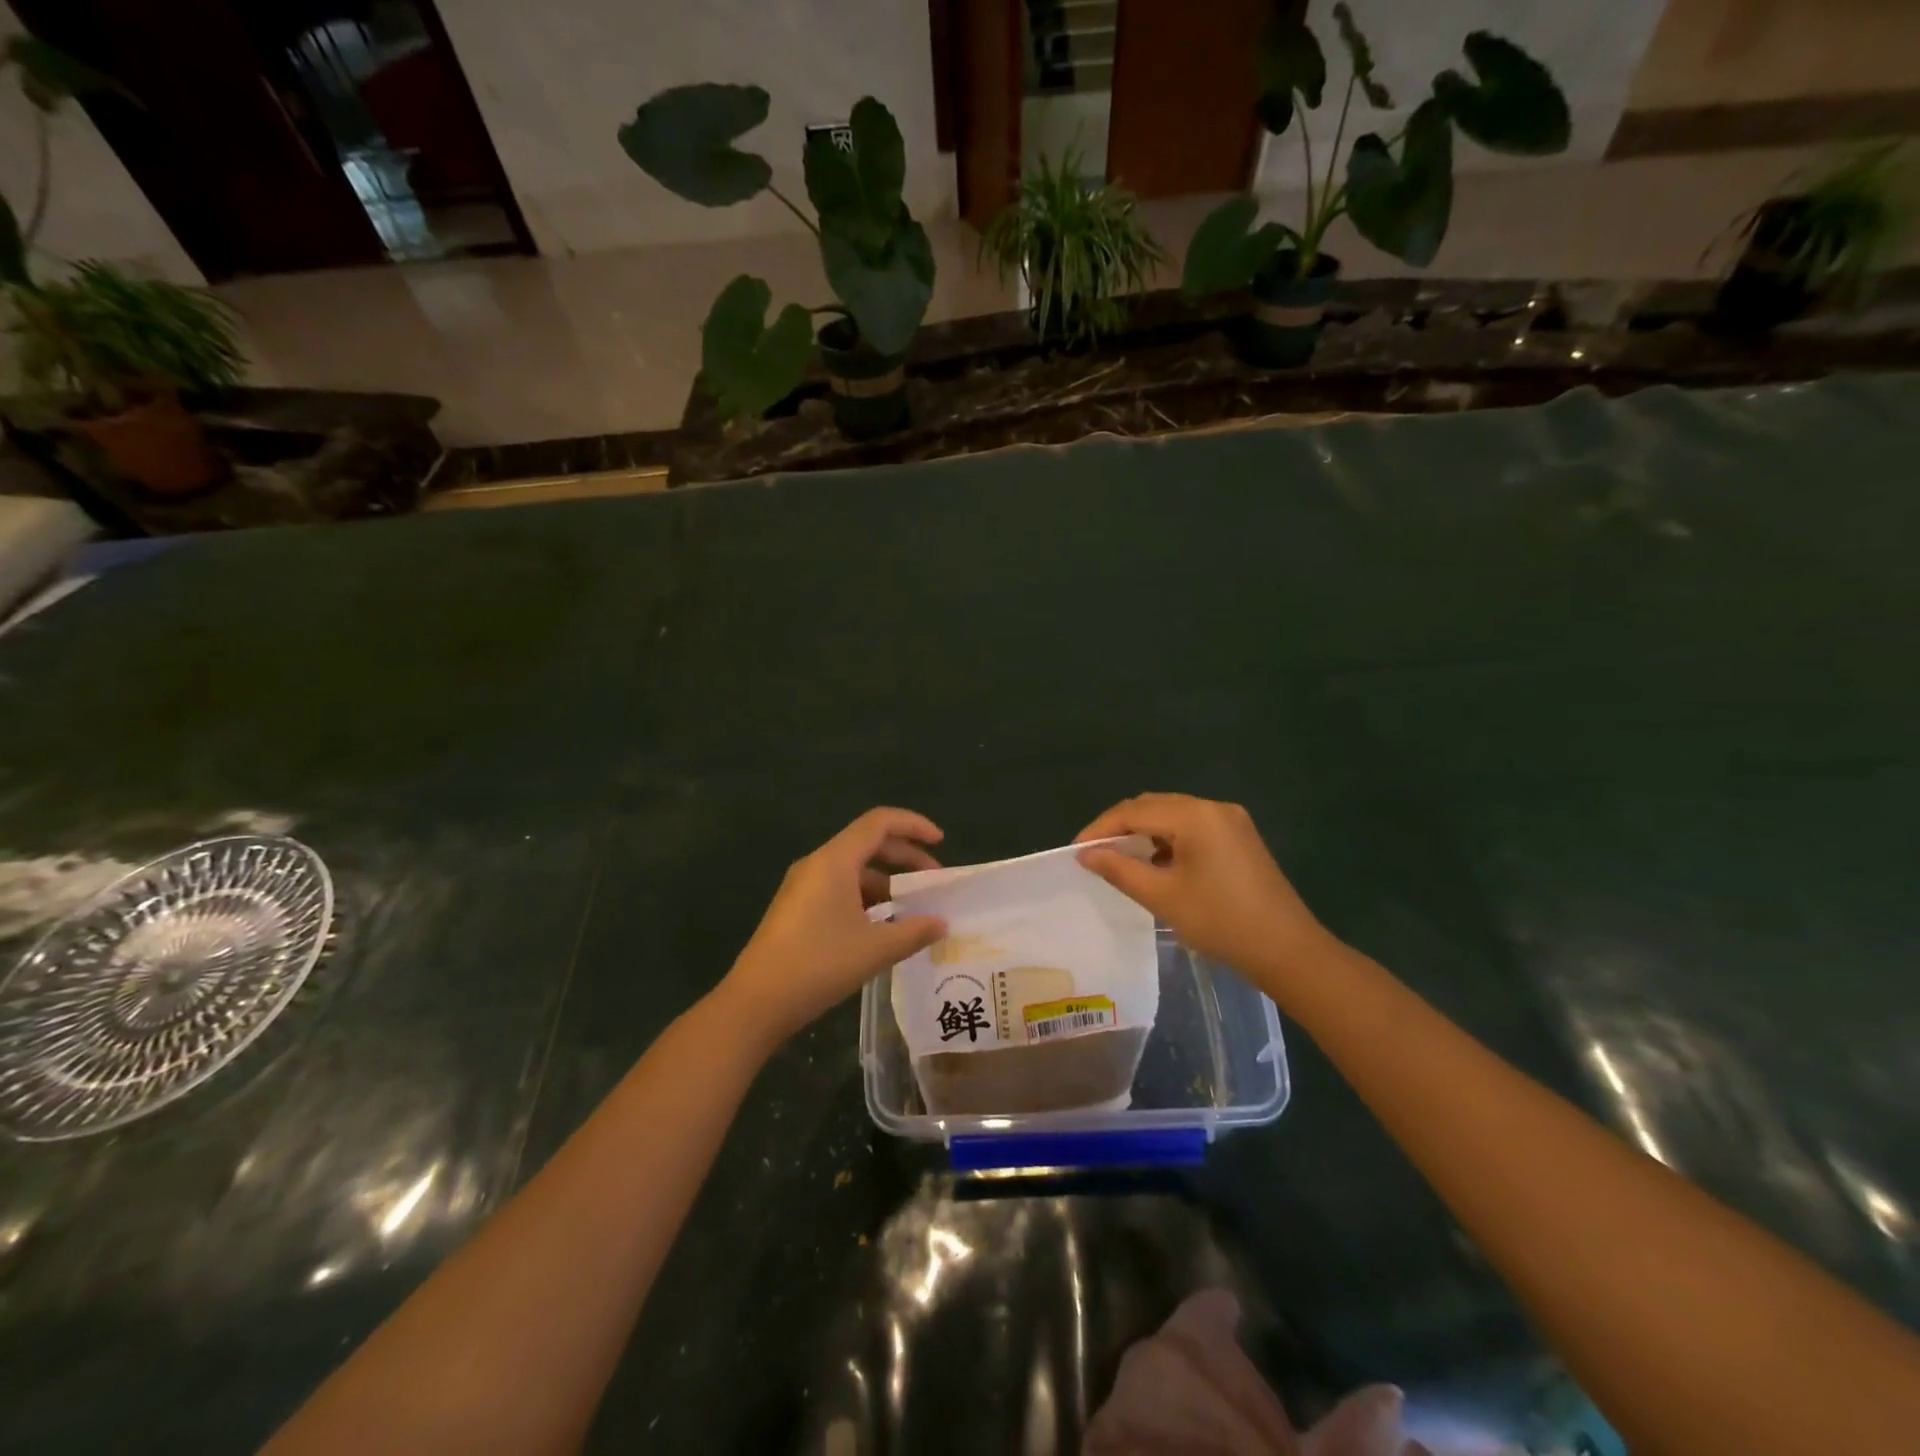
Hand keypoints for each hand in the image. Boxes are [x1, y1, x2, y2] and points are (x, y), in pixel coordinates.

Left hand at [717, 808, 948, 1050]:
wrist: (756, 1002)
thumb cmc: (818, 965)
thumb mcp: (875, 949)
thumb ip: (914, 932)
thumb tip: (942, 924)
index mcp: (835, 860)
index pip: (880, 822)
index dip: (914, 825)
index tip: (941, 842)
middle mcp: (817, 864)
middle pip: (868, 842)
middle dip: (905, 857)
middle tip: (934, 881)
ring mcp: (803, 886)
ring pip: (853, 868)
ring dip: (887, 881)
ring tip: (913, 909)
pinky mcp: (796, 908)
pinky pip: (839, 888)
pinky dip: (866, 897)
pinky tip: (882, 926)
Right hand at [1076, 794, 1330, 983]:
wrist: (1287, 950)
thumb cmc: (1220, 922)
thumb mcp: (1162, 897)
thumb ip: (1119, 869)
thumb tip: (1085, 854)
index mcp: (1195, 816)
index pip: (1134, 811)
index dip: (1101, 828)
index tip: (1076, 850)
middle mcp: (1213, 807)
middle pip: (1153, 806)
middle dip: (1120, 826)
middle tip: (1094, 854)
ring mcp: (1231, 820)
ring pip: (1172, 815)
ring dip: (1144, 832)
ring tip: (1120, 859)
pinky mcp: (1240, 837)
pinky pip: (1192, 826)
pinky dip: (1168, 839)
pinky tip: (1156, 863)